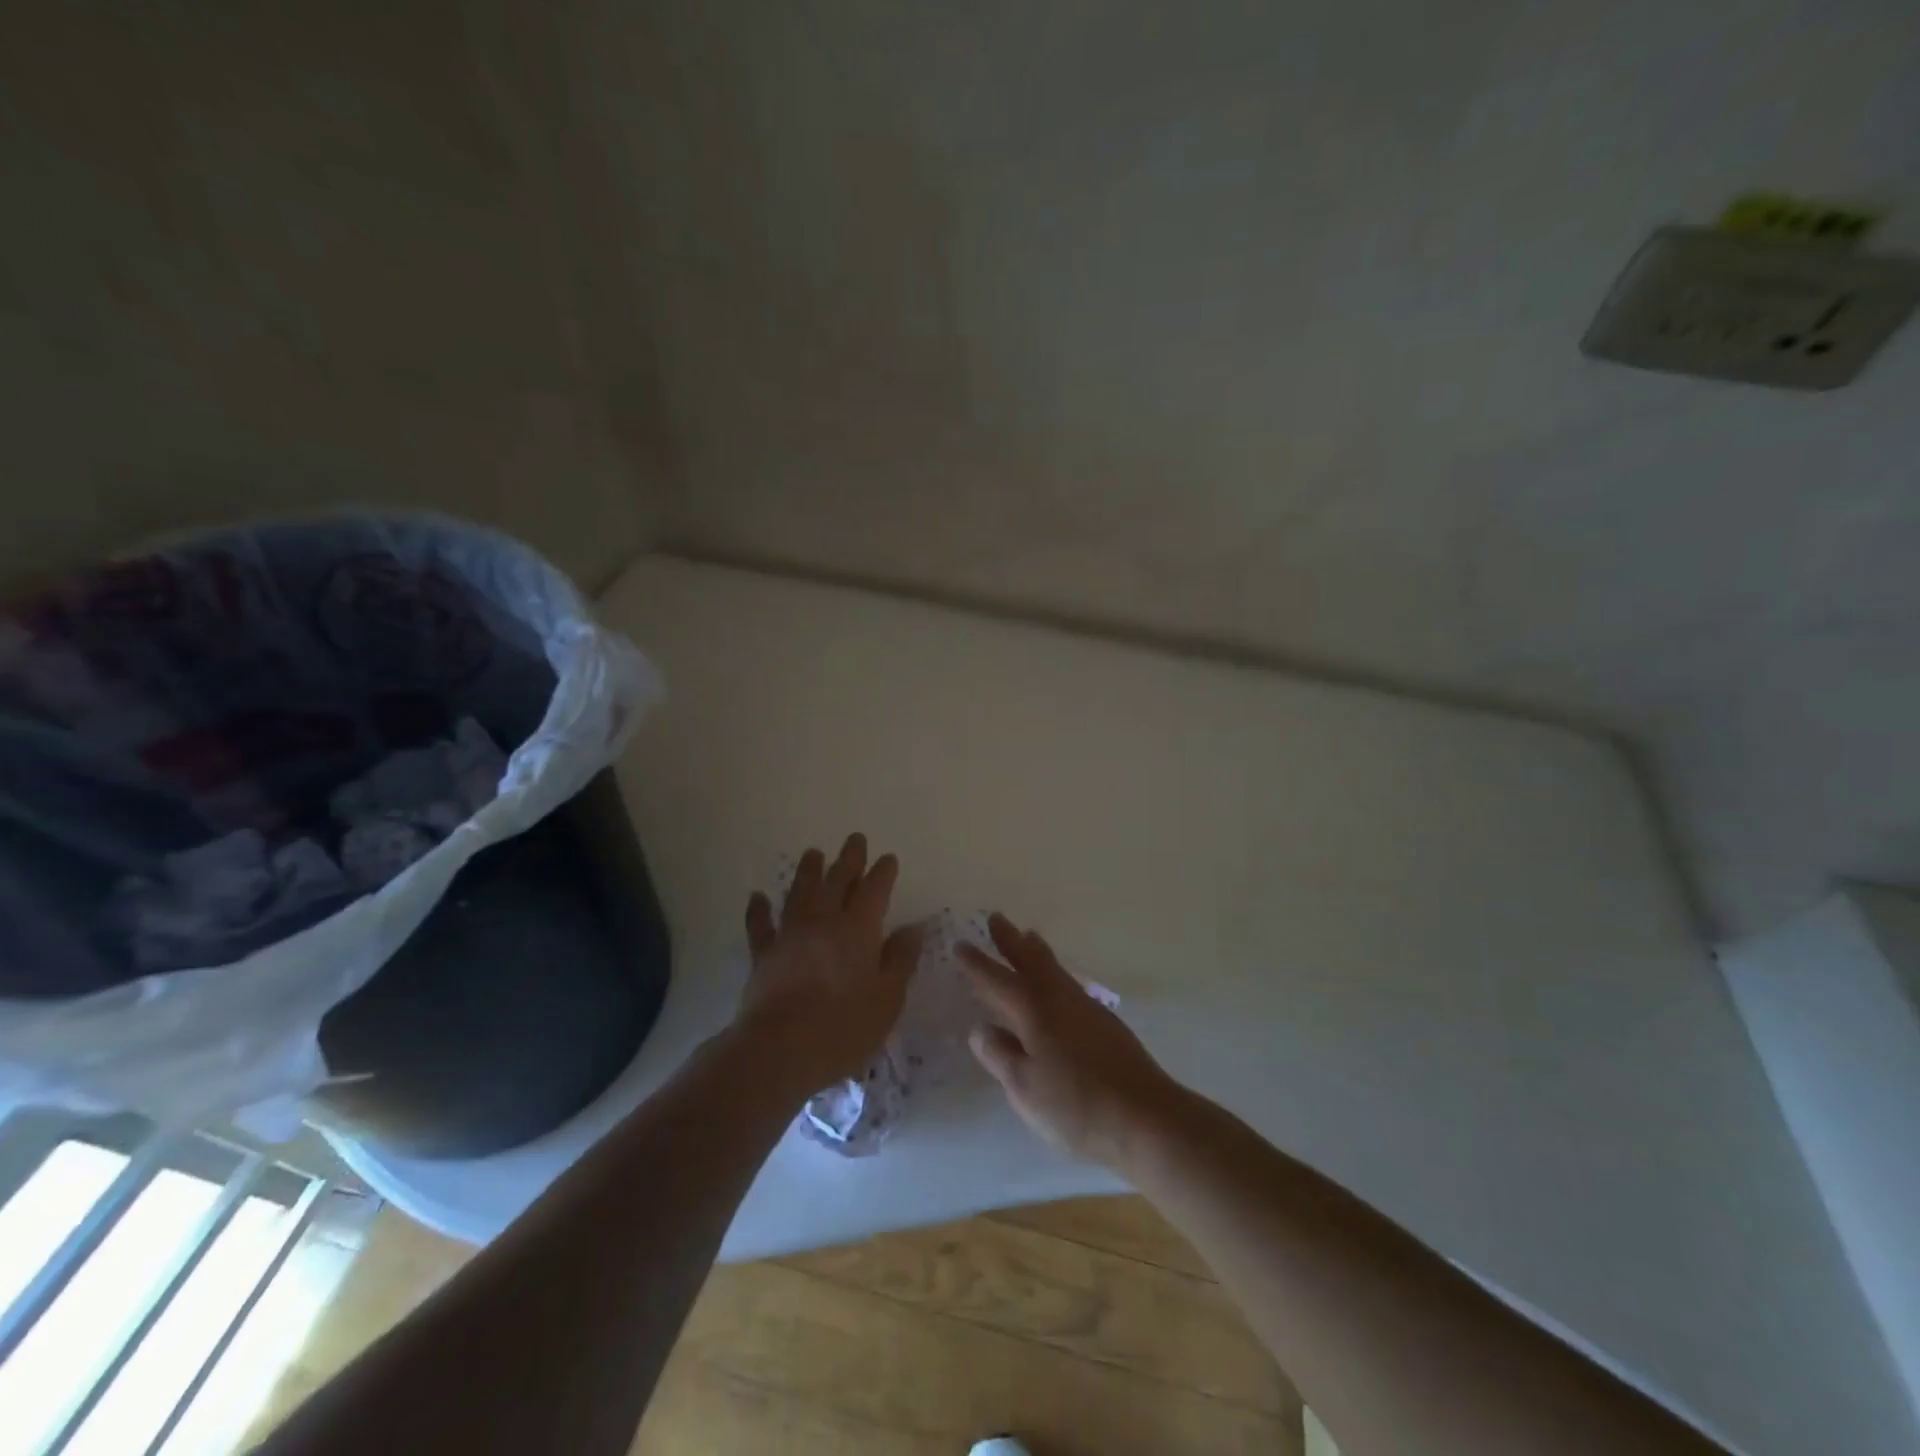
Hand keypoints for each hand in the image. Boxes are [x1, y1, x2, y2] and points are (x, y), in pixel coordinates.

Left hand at [736, 833, 920, 1091]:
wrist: (780, 1049)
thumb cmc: (844, 1027)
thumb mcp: (888, 998)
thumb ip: (900, 960)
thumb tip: (913, 928)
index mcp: (859, 930)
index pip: (874, 891)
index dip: (882, 873)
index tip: (888, 858)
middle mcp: (824, 922)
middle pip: (837, 882)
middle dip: (849, 859)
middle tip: (855, 839)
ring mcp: (790, 935)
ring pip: (800, 893)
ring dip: (808, 871)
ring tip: (813, 853)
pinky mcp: (763, 955)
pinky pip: (760, 925)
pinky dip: (759, 909)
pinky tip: (757, 896)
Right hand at [960, 913, 1182, 1167]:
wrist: (1145, 1117)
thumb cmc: (1076, 1106)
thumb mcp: (1025, 1088)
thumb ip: (1000, 1055)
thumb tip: (979, 1028)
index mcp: (1034, 1012)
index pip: (997, 981)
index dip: (977, 964)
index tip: (961, 944)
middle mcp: (1059, 1000)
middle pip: (1031, 961)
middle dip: (1011, 940)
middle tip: (997, 918)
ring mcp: (1087, 1009)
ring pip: (1055, 970)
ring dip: (1037, 952)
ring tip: (1029, 936)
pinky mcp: (1106, 1024)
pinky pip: (1070, 984)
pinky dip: (1055, 973)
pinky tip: (1059, 984)